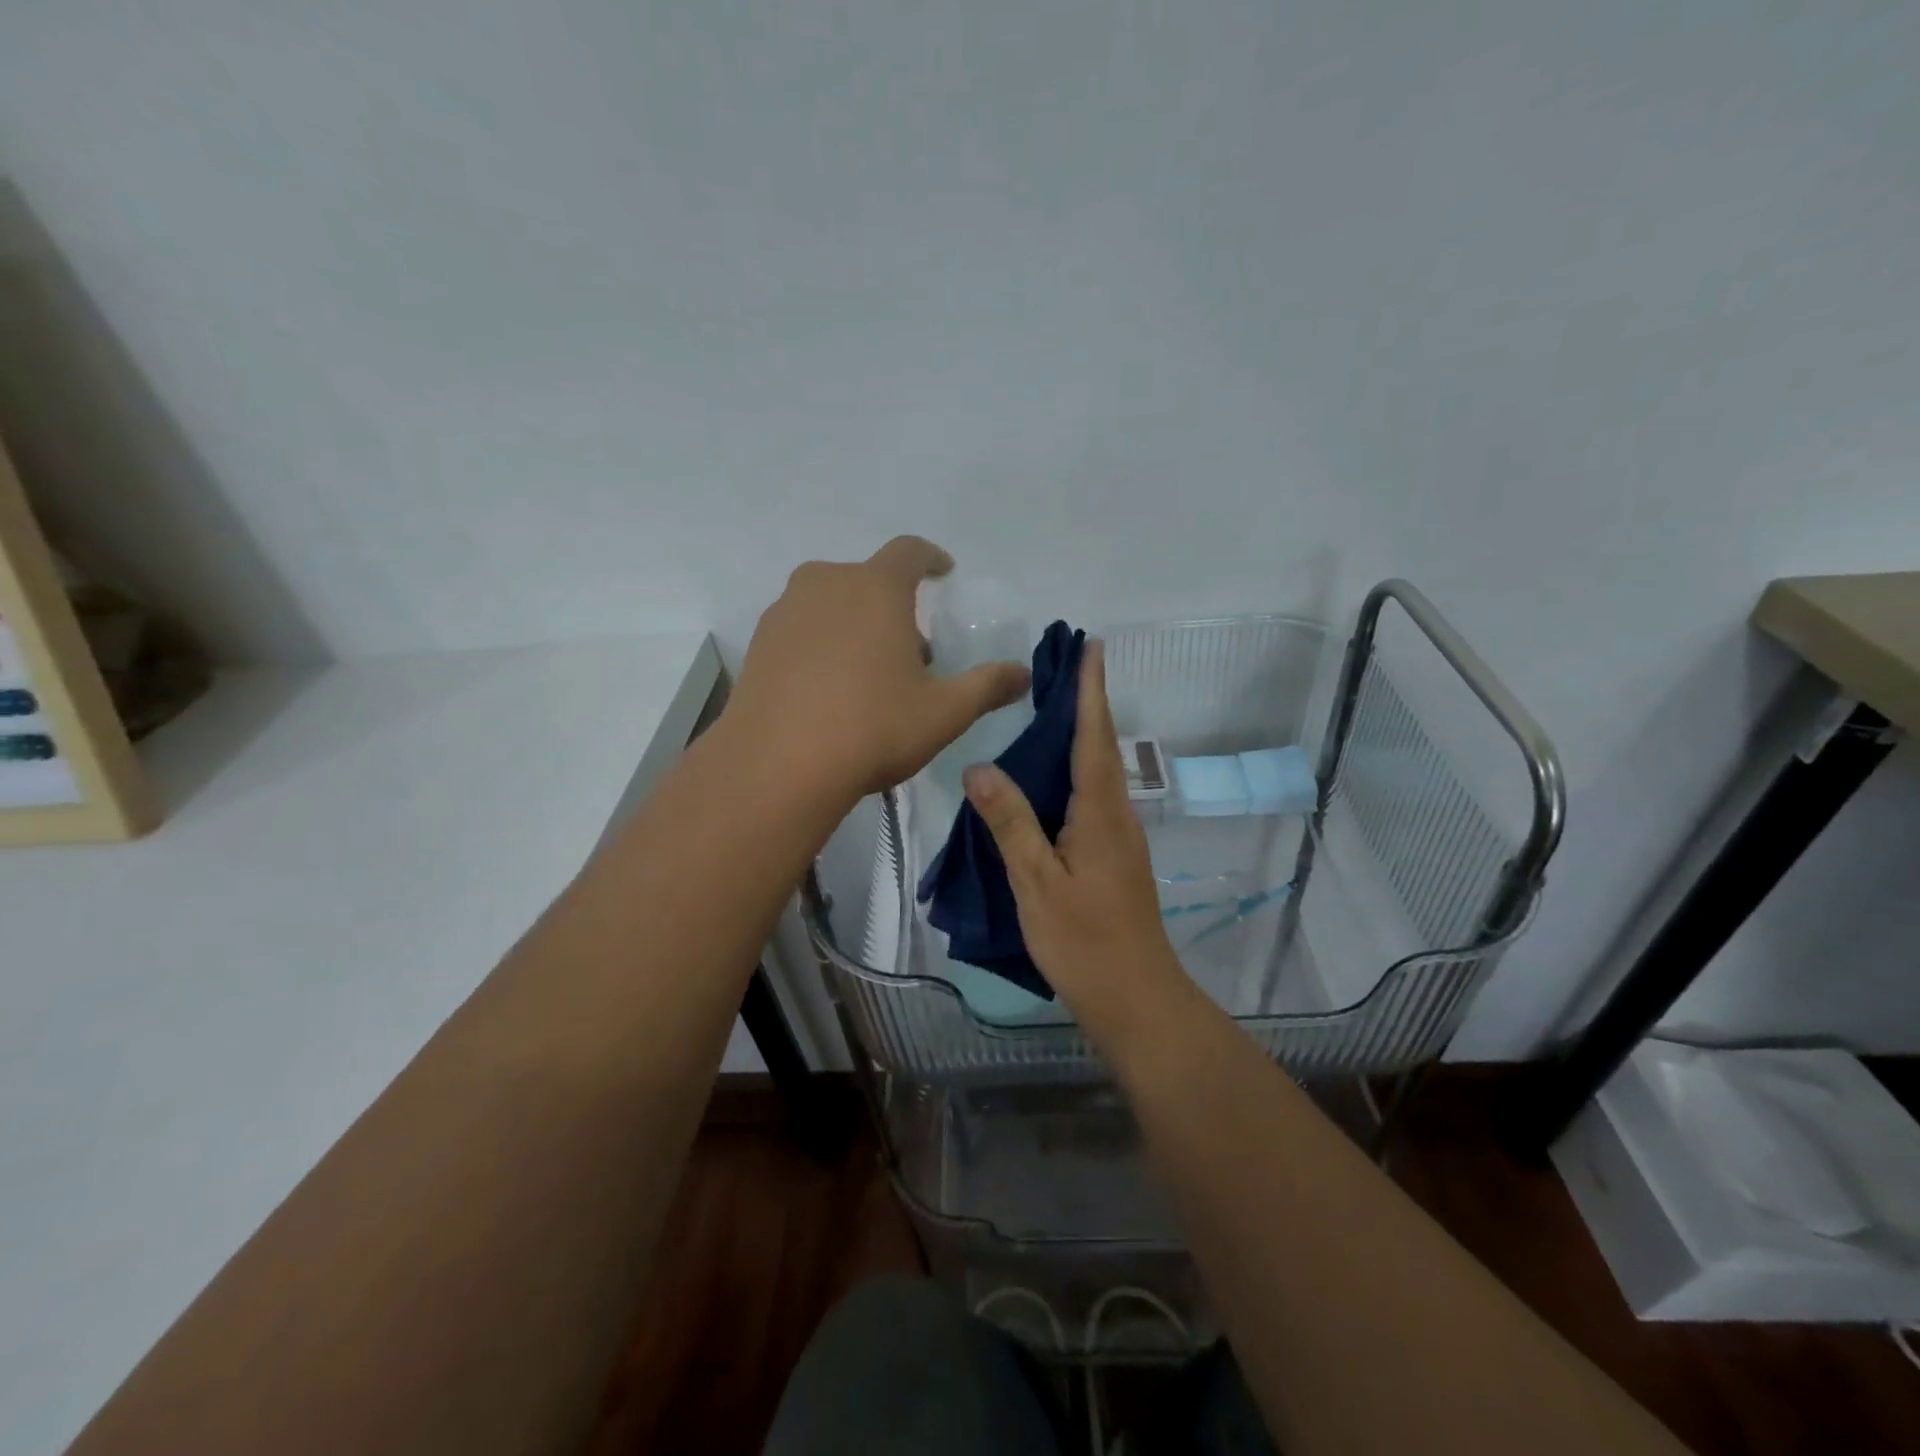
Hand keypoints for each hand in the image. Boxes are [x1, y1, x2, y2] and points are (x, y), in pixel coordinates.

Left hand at [727, 537, 1030, 804]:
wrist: (776, 766)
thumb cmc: (872, 728)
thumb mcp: (944, 712)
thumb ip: (987, 686)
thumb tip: (1022, 674)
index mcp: (876, 588)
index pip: (909, 552)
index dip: (931, 558)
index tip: (943, 571)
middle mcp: (826, 584)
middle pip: (869, 580)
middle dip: (895, 605)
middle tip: (913, 651)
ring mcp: (785, 611)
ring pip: (831, 602)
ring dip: (856, 624)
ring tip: (870, 674)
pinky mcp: (758, 643)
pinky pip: (802, 628)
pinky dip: (822, 643)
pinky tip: (828, 689)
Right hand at [961, 640, 1187, 1032]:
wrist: (1136, 998)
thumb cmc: (1084, 941)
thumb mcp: (1037, 882)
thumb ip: (1010, 823)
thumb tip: (979, 767)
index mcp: (1100, 812)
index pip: (1094, 737)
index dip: (1091, 691)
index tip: (1092, 646)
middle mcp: (1117, 815)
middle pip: (1101, 747)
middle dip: (1087, 703)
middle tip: (1064, 665)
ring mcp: (1119, 837)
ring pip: (1099, 772)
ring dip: (1083, 734)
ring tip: (1054, 707)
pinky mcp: (1114, 856)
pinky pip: (1093, 797)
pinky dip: (1076, 771)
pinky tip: (1051, 779)